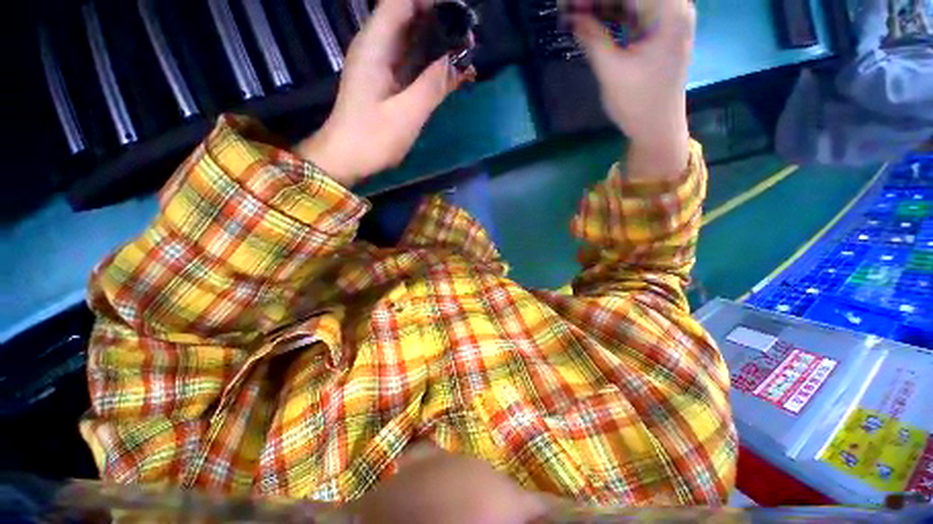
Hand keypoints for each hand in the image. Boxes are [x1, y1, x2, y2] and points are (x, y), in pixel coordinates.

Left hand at [296, 0, 474, 186]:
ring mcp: (383, 66)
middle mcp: (378, 48)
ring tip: (468, 54)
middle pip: (410, 17)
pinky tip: (454, 75)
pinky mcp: (388, 84)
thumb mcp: (405, 115)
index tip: (459, 13)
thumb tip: (455, 61)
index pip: (402, 2)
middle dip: (441, 21)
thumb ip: (431, 86)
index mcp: (375, 45)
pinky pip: (414, 65)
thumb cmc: (372, 139)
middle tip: (470, 39)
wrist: (346, 159)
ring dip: (440, 44)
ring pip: (414, 41)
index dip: (431, 1)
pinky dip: (433, 67)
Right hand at [574, 0, 695, 178]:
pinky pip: (630, 15)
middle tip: (568, 9)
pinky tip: (589, 22)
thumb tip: (571, 17)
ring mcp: (664, 21)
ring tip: (573, 14)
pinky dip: (609, 17)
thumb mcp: (612, 71)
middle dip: (597, 0)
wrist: (657, 129)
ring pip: (629, 2)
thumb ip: (592, 39)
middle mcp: (671, 8)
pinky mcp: (656, 34)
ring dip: (601, 7)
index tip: (570, 4)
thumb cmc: (638, 103)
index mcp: (668, 11)